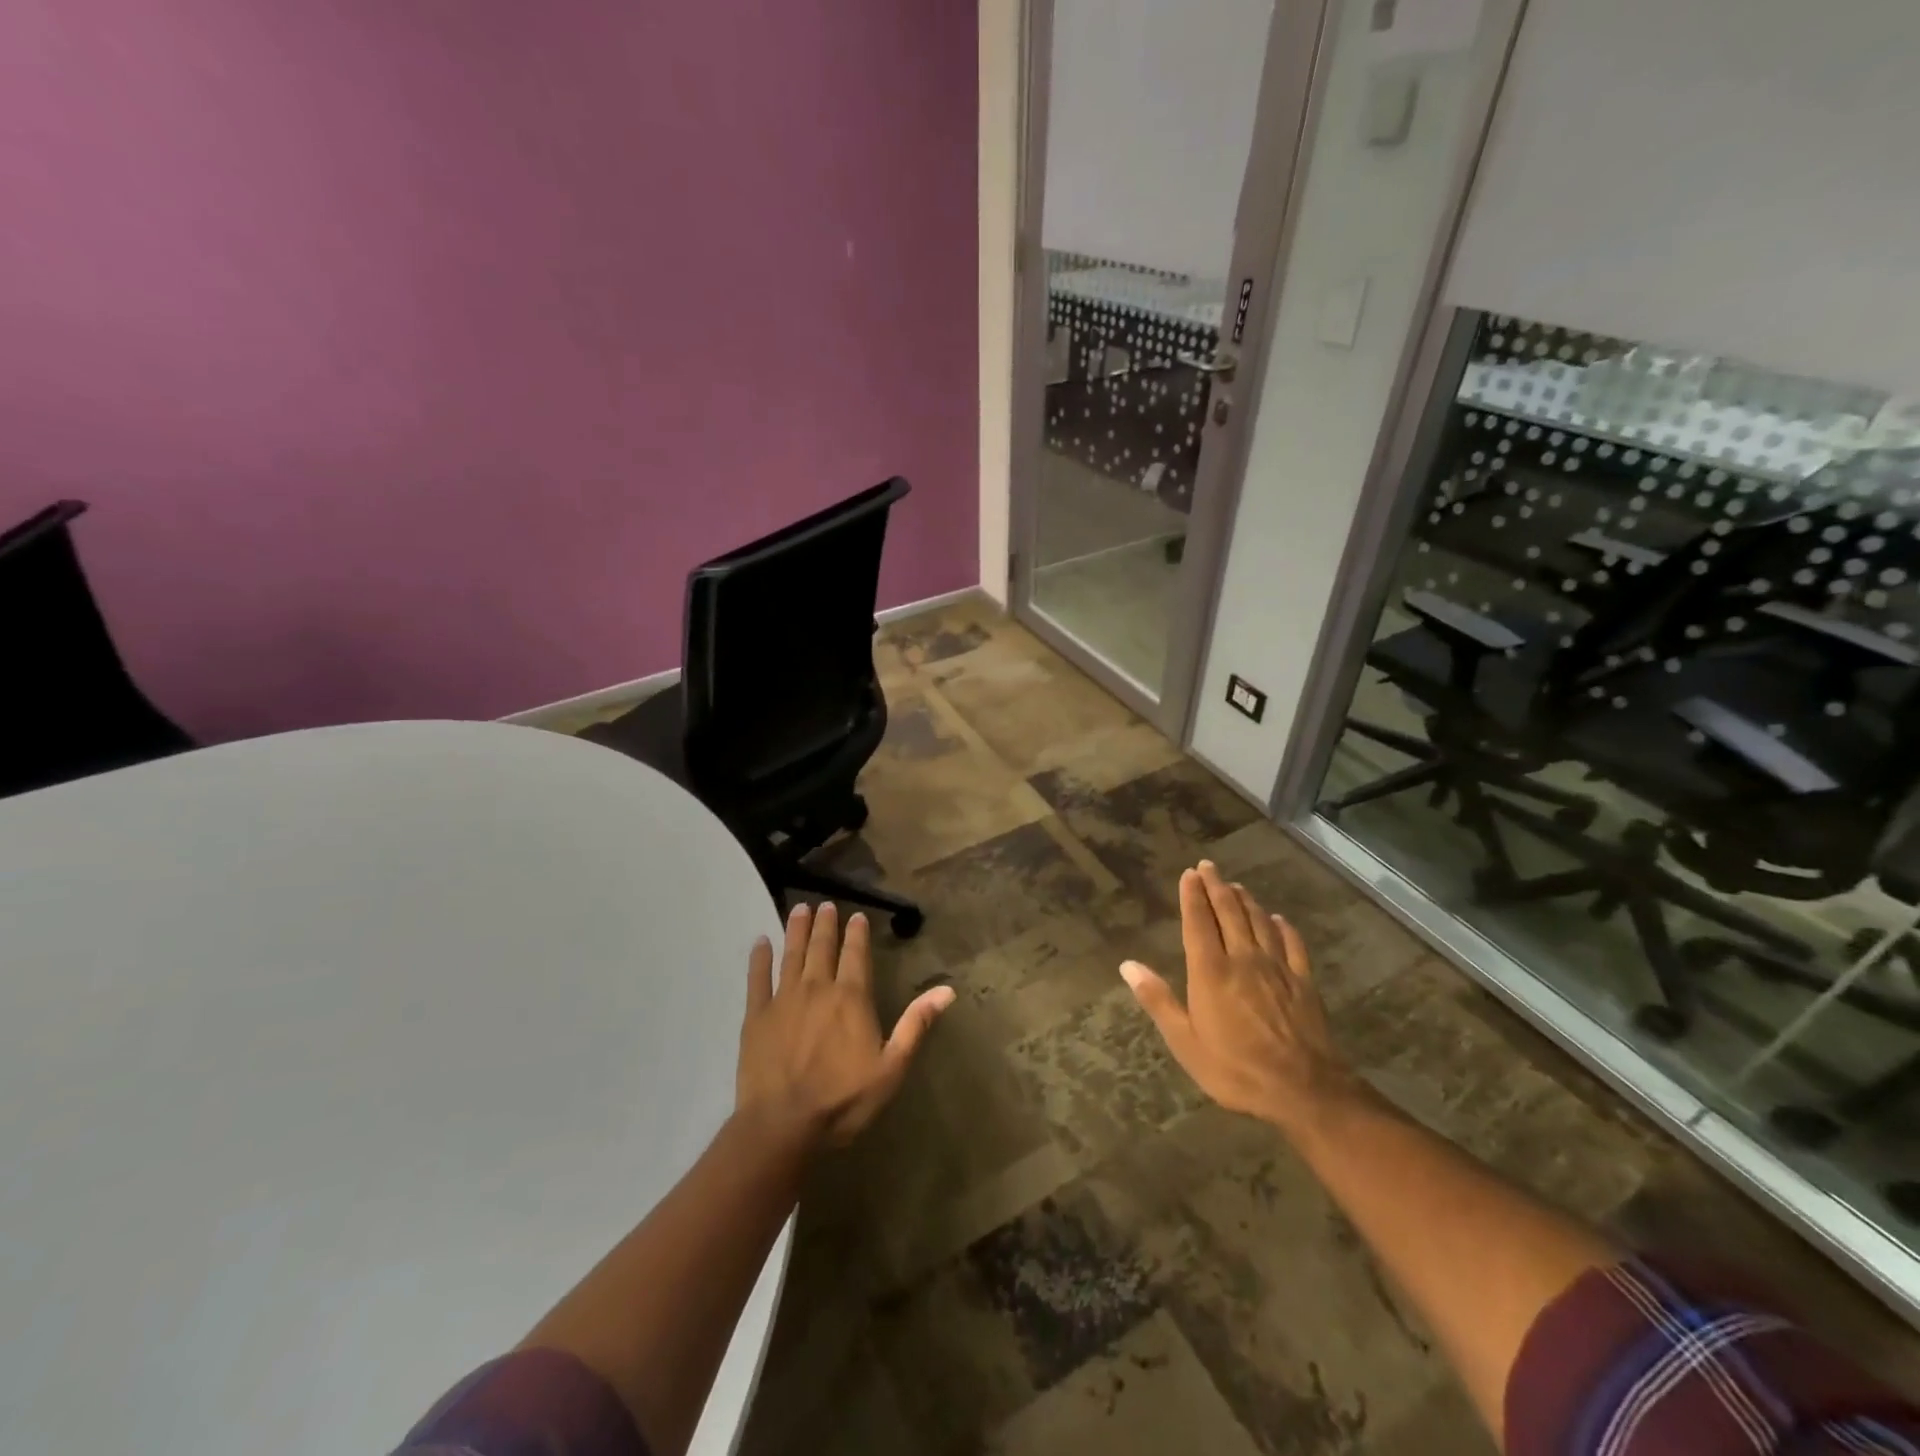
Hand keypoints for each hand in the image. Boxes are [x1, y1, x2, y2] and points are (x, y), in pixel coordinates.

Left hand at [736, 901, 954, 1147]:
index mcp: (851, 998)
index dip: (857, 933)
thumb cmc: (843, 1100)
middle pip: (822, 947)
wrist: (782, 1125)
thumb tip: (947, 990)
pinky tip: (760, 942)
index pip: (856, 955)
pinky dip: (759, 958)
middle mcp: (817, 988)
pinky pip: (757, 978)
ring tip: (800, 909)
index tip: (855, 915)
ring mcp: (783, 999)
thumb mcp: (892, 1067)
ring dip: (797, 930)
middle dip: (826, 924)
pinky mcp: (756, 1015)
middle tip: (825, 904)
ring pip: (792, 954)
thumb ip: (916, 1024)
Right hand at [1120, 861, 1361, 1137]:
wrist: (1303, 1089)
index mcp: (1211, 971)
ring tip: (1236, 886)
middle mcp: (1243, 959)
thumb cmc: (1235, 1068)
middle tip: (1208, 866)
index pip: (1198, 922)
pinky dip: (1283, 927)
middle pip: (1229, 913)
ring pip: (1259, 922)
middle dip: (1216, 887)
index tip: (1189, 874)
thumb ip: (1158, 1000)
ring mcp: (1276, 968)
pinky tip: (1279, 919)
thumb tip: (1127, 965)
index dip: (1193, 896)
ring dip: (1246, 901)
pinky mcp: (1303, 982)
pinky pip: (1292, 944)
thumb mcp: (1185, 1042)